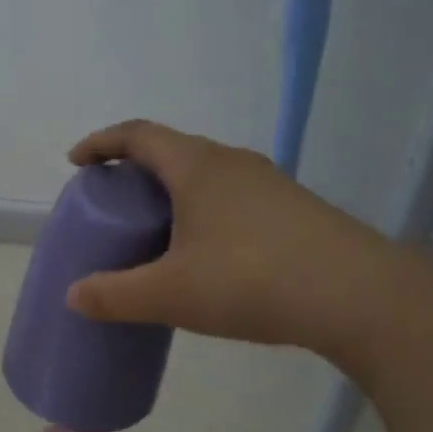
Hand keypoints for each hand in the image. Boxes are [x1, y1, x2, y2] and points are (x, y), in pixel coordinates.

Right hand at [64, 121, 412, 362]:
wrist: (359, 297)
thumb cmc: (250, 281)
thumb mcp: (170, 294)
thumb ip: (115, 295)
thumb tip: (74, 296)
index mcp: (197, 166)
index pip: (138, 134)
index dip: (102, 143)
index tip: (77, 161)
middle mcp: (233, 163)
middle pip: (174, 151)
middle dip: (137, 170)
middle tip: (115, 203)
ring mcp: (270, 185)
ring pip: (208, 176)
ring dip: (175, 193)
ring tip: (159, 231)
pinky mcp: (296, 211)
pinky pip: (234, 199)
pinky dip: (206, 213)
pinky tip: (209, 255)